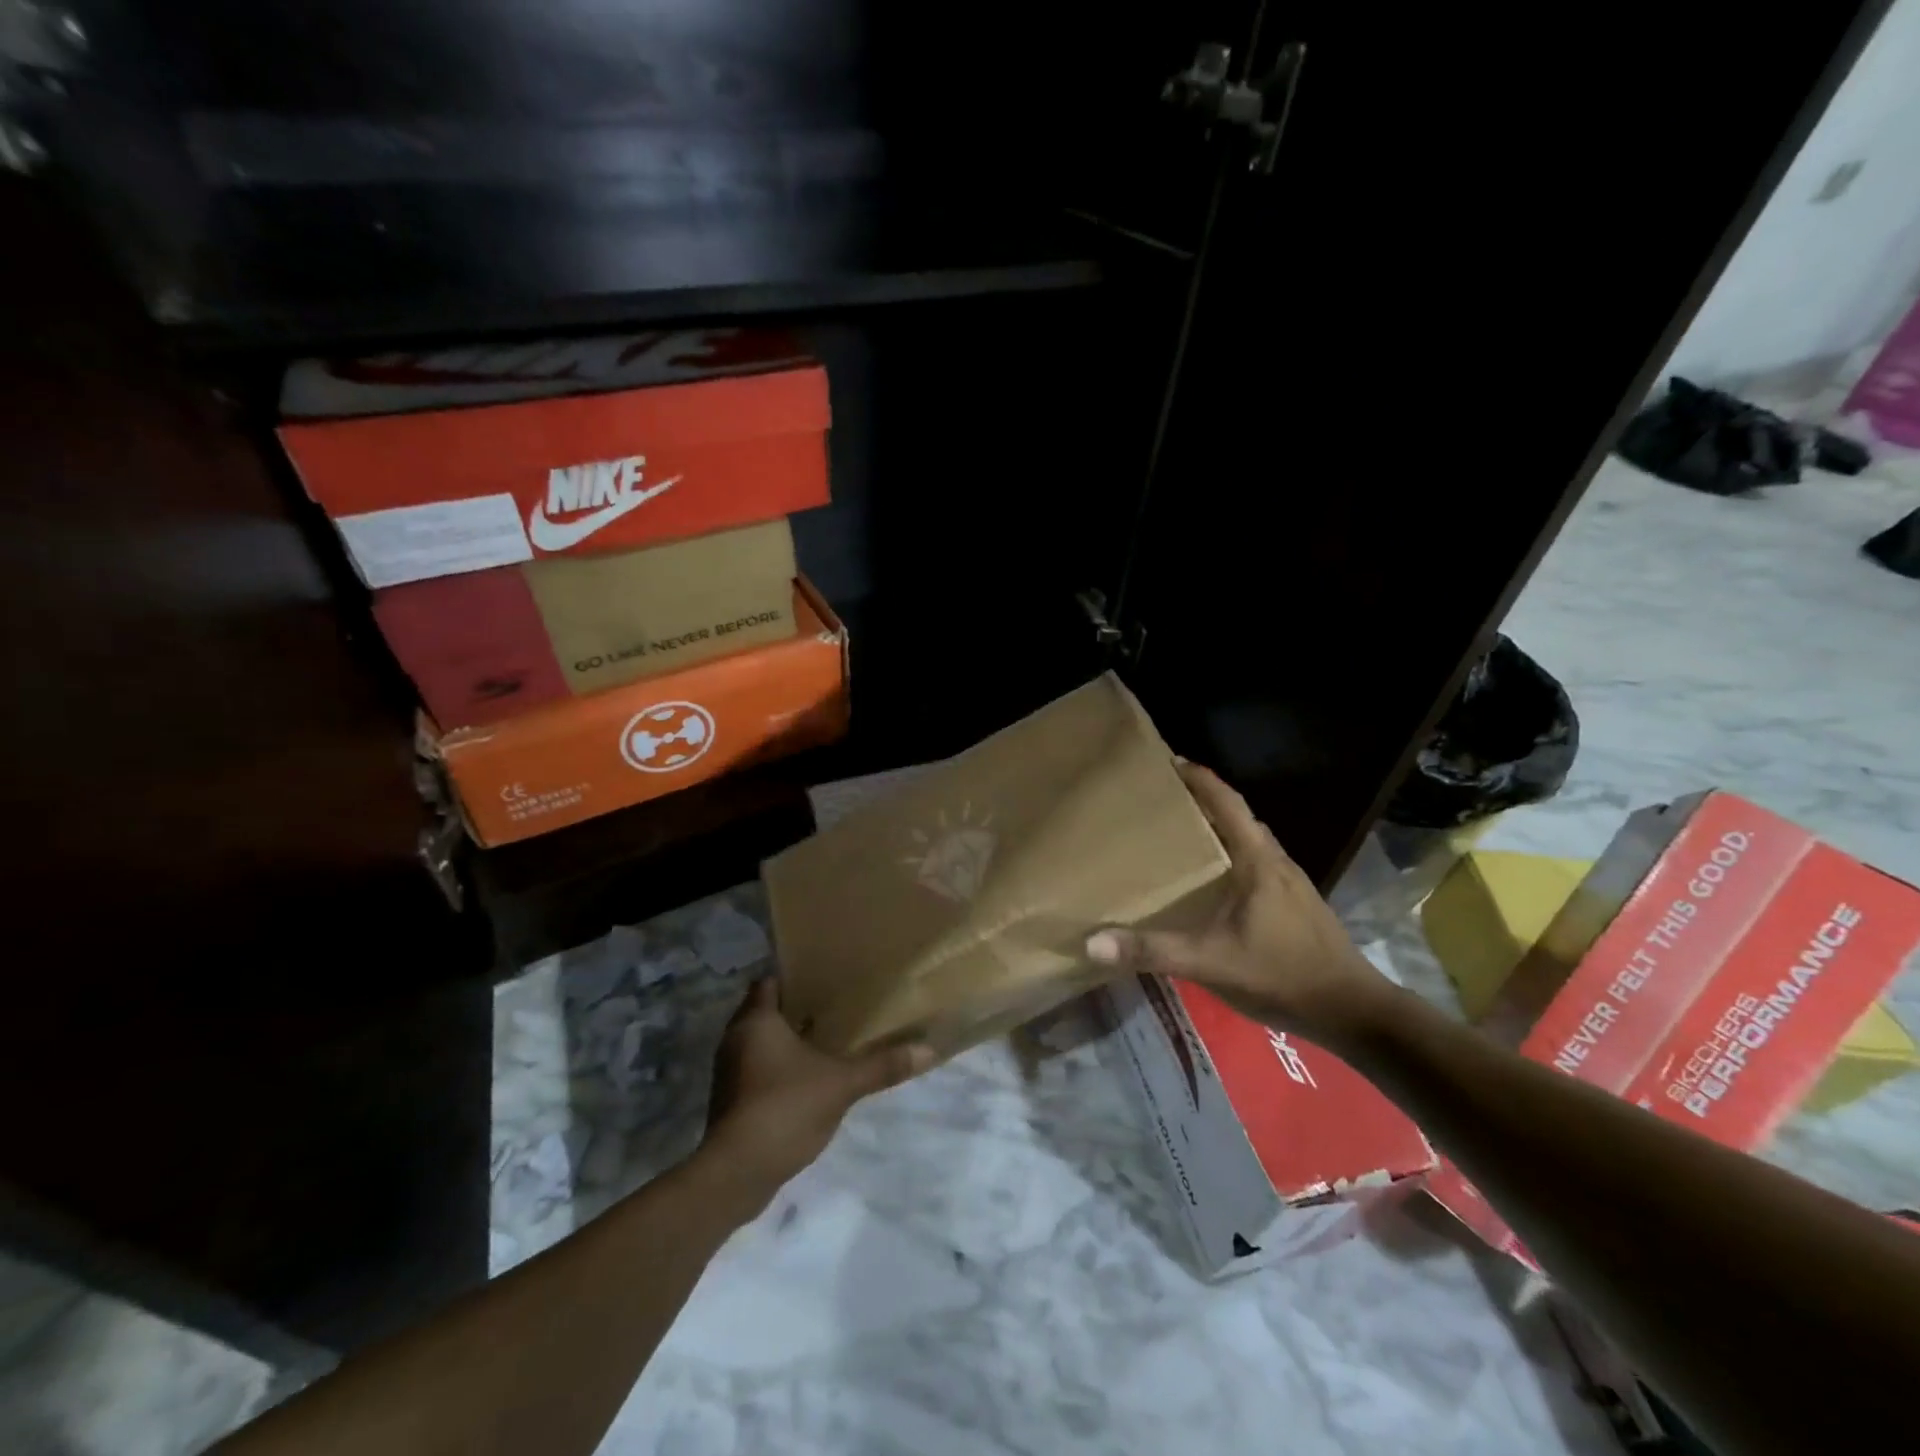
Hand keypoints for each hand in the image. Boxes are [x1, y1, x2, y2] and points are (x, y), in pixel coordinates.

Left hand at [699, 978, 933, 1212]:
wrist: (736, 1173)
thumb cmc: (784, 1107)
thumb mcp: (841, 1084)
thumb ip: (881, 1066)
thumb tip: (928, 1050)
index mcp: (756, 1021)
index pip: (768, 983)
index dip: (793, 979)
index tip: (822, 980)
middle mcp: (735, 1039)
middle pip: (764, 1012)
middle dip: (794, 1011)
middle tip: (832, 1009)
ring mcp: (728, 1073)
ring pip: (760, 1044)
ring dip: (785, 1043)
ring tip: (824, 1042)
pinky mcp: (730, 1103)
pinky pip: (756, 1072)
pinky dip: (777, 1070)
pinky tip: (807, 1080)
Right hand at [1085, 761, 1396, 1046]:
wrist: (1353, 1011)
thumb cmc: (1282, 974)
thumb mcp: (1211, 961)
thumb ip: (1153, 950)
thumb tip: (1092, 942)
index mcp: (1259, 861)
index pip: (1227, 803)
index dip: (1199, 779)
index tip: (1169, 761)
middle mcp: (1276, 861)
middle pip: (1238, 817)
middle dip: (1203, 802)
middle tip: (1163, 801)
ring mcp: (1291, 883)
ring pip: (1249, 841)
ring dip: (1219, 830)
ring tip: (1181, 837)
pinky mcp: (1296, 904)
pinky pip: (1257, 864)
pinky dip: (1231, 857)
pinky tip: (1213, 882)